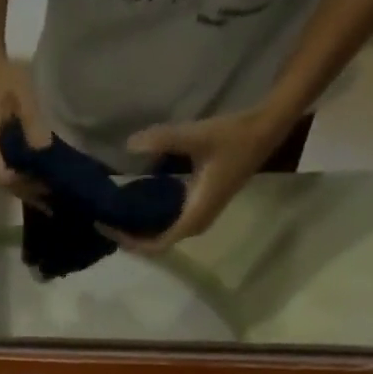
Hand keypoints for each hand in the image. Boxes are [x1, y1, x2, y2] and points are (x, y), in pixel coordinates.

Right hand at [0, 54, 51, 209]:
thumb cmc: (3, 76)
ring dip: (19, 184)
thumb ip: (33, 127)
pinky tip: (29, 174)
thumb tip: (44, 153)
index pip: (2, 176)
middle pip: (0, 182)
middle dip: (24, 189)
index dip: (24, 184)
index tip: (45, 185)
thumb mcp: (23, 98)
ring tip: (41, 188)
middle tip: (49, 195)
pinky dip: (13, 174)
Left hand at [113, 107, 298, 253]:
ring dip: (140, 229)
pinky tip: (137, 203)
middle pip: (156, 243)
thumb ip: (163, 139)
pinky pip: (170, 222)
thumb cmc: (234, 136)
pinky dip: (151, 219)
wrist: (267, 128)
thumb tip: (130, 144)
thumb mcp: (196, 136)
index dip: (130, 242)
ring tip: (116, 215)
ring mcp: (199, 216)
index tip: (109, 229)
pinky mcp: (201, 206)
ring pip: (163, 233)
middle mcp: (195, 224)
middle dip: (130, 237)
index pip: (156, 245)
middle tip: (105, 221)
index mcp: (193, 217)